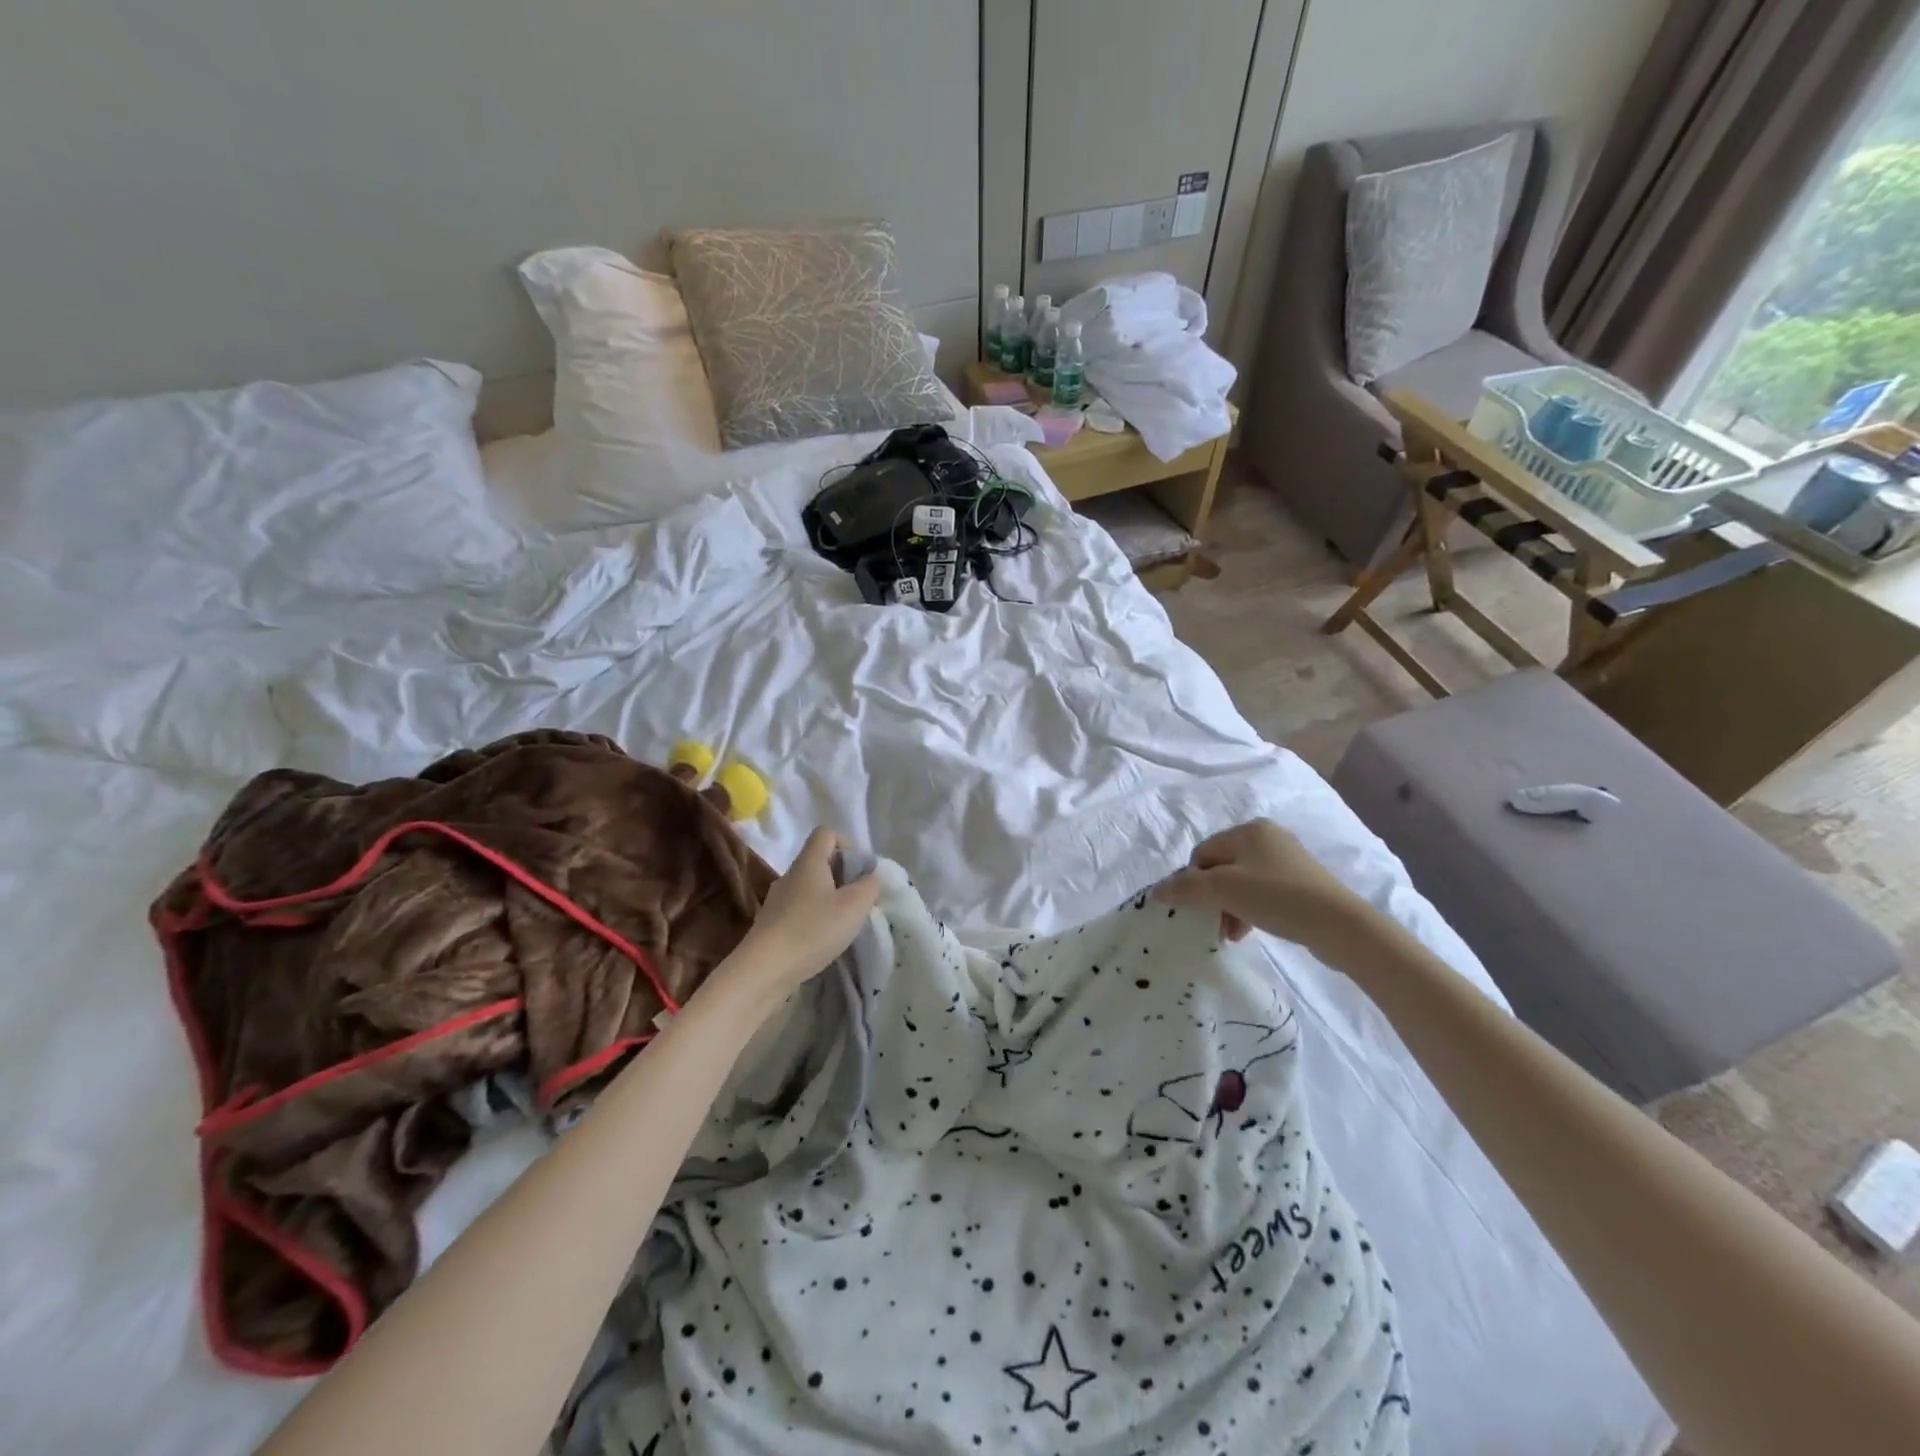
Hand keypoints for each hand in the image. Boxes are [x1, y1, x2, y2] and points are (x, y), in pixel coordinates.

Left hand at [726, 828, 879, 1010]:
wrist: (764, 970)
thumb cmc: (813, 930)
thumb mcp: (855, 906)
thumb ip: (869, 886)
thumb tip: (870, 877)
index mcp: (809, 862)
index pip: (826, 833)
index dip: (846, 845)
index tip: (858, 872)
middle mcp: (790, 875)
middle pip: (818, 862)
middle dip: (842, 878)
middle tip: (856, 902)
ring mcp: (777, 900)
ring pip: (809, 889)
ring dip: (828, 901)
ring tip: (841, 926)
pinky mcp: (771, 924)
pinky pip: (798, 911)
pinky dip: (814, 920)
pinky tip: (821, 942)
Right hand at [1154, 820, 1371, 958]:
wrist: (1339, 925)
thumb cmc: (1277, 897)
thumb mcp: (1224, 891)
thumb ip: (1186, 888)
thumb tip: (1156, 891)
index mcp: (1248, 830)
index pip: (1202, 853)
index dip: (1193, 882)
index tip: (1198, 909)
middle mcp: (1267, 837)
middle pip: (1221, 868)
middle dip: (1212, 898)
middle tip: (1215, 925)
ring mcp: (1287, 860)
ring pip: (1240, 882)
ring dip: (1229, 907)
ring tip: (1233, 934)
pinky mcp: (1301, 883)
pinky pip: (1262, 892)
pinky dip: (1250, 910)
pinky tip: (1250, 931)